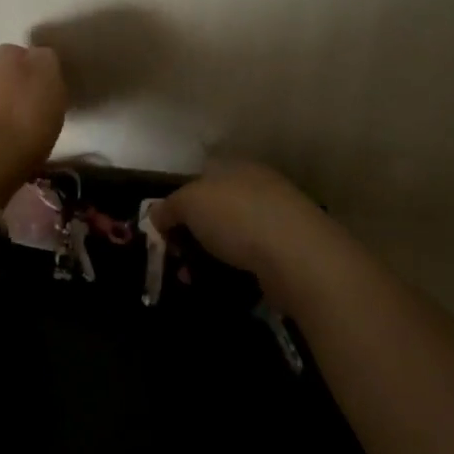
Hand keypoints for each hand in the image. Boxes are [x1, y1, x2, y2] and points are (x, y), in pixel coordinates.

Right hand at [151, 162, 340, 304]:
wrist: (297, 256)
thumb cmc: (237, 217)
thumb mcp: (190, 203)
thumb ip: (169, 206)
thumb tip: (156, 214)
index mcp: (236, 167)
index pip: (202, 175)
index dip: (179, 199)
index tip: (164, 226)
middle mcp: (258, 188)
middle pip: (215, 208)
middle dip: (191, 233)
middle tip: (174, 257)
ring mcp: (276, 221)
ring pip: (231, 237)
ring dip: (208, 256)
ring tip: (191, 279)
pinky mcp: (287, 253)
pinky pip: (249, 260)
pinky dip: (231, 272)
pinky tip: (220, 285)